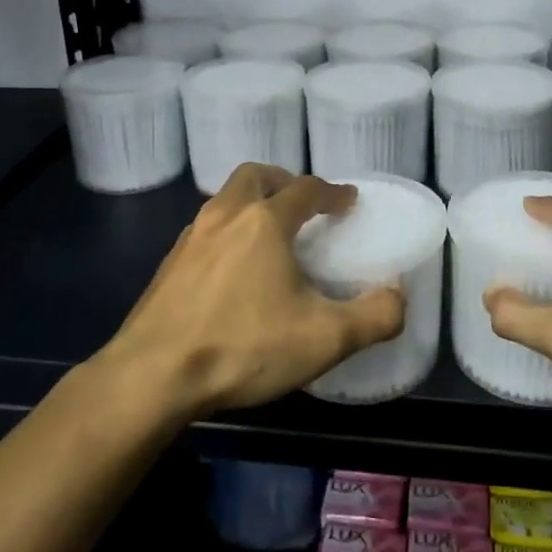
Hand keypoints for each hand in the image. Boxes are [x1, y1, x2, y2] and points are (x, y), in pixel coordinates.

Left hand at [98, 164, 405, 419]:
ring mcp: (190, 238)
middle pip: (255, 176)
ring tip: (268, 236)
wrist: (152, 376)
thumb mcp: (325, 339)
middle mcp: (225, 216)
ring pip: (224, 201)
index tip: (348, 200)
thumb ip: (374, 316)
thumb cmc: (243, 346)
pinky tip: (232, 270)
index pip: (306, 189)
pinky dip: (226, 233)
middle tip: (302, 204)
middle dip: (283, 181)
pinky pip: (205, 231)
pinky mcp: (168, 265)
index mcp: (264, 221)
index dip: (332, 192)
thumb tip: (399, 296)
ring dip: (251, 205)